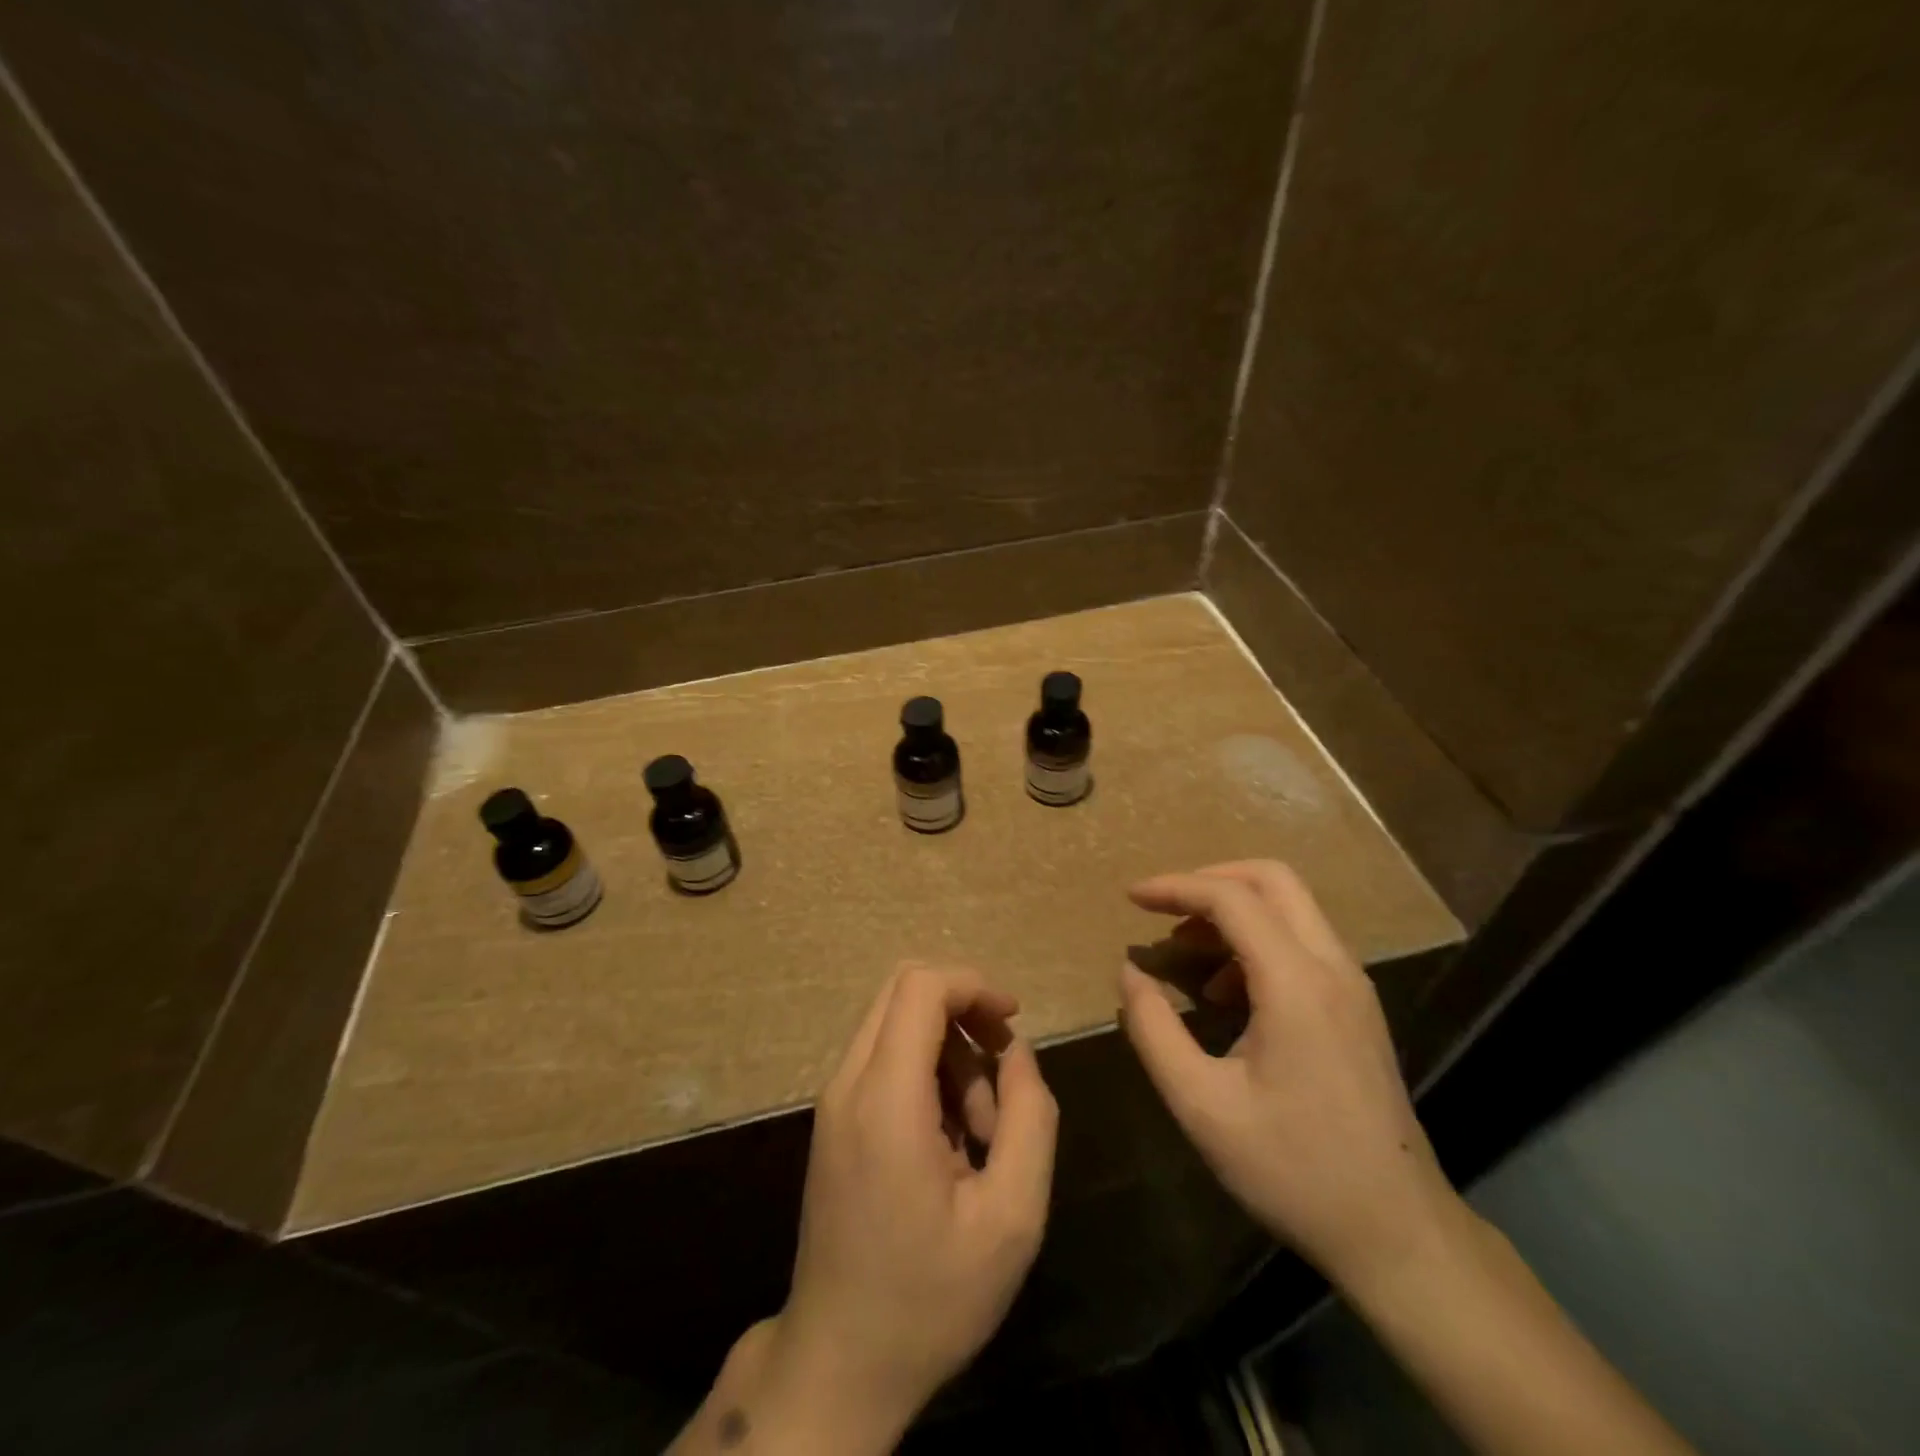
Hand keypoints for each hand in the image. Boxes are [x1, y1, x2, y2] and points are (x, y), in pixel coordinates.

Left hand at [750, 965, 1057, 1451]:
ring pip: (895, 1022)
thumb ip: (1029, 1117)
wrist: (840, 1362)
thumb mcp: (1012, 1217)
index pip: (921, 987)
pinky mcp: (834, 1119)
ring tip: (981, 1128)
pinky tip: (951, 1137)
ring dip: (948, 1050)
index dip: (974, 985)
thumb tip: (1017, 1051)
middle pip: (904, 990)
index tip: (1013, 1021)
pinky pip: (884, 1058)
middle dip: (964, 1011)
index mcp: (886, 1099)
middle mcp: (849, 1084)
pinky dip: (925, 1071)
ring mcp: (834, 1100)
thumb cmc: (930, 1297)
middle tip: (1003, 1067)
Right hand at [1118, 861, 1462, 1289]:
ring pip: (1291, 907)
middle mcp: (1333, 967)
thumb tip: (1131, 973)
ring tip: (1185, 953)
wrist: (1398, 1234)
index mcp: (1297, 984)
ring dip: (1233, 911)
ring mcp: (1353, 986)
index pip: (1231, 898)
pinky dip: (1256, 941)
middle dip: (1210, 880)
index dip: (1175, 887)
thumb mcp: (1202, 1105)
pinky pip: (1302, 942)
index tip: (1131, 897)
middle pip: (1273, 879)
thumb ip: (1154, 1030)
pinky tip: (1226, 993)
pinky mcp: (1357, 1008)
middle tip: (1163, 909)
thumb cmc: (1294, 1170)